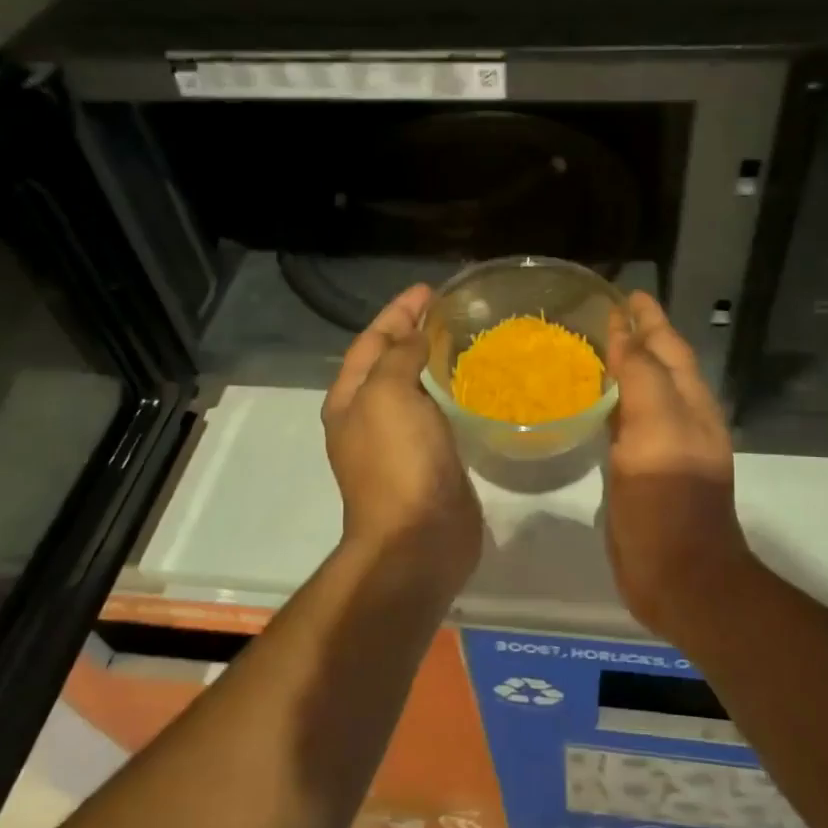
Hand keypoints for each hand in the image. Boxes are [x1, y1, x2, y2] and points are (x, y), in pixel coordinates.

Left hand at [322, 284, 483, 581]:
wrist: (418, 539)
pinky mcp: (431, 460)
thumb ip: (399, 356)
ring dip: (436, 362)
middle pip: (392, 361)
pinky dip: (453, 393)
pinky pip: (440, 414)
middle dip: (417, 332)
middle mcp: (370, 417)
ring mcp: (400, 442)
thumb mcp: (388, 394)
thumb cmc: (397, 461)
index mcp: (350, 399)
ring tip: (468, 338)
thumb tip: (415, 336)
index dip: (398, 311)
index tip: (430, 289)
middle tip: (453, 310)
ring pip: (417, 388)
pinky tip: (477, 385)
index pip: (371, 340)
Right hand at [603, 291, 747, 638]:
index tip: (622, 292)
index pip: (667, 345)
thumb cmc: (670, 500)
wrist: (679, 576)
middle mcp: (677, 418)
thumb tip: (624, 330)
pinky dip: (607, 404)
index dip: (647, 318)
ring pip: (637, 393)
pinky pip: (621, 424)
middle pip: (655, 365)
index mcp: (688, 402)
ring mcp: (658, 447)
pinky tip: (585, 402)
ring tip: (586, 348)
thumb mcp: (658, 429)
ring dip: (618, 368)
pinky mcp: (638, 472)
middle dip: (633, 336)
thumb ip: (642, 377)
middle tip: (596, 316)